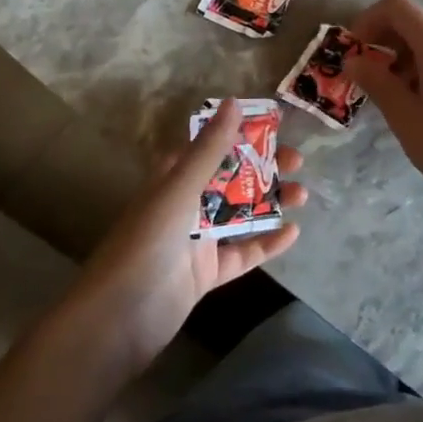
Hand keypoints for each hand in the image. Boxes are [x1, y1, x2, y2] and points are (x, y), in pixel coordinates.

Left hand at [76, 100, 307, 369]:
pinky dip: (267, 243)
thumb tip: (234, 102)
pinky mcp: (207, 273)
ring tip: (303, 195)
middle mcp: (185, 204)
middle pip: (231, 178)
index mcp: (173, 179)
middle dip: (264, 167)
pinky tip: (293, 233)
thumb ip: (210, 149)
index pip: (209, 146)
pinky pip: (242, 252)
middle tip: (297, 161)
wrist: (119, 319)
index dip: (239, 133)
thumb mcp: (180, 189)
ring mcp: (196, 240)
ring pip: (240, 214)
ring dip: (270, 202)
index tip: (274, 124)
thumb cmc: (147, 242)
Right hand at [345, 0, 422, 201]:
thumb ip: (376, 81)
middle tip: (368, 77)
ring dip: (407, 59)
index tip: (354, 50)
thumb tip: (353, 61)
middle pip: (415, 23)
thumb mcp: (403, 115)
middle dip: (386, 43)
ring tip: (396, 97)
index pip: (396, 6)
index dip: (369, 20)